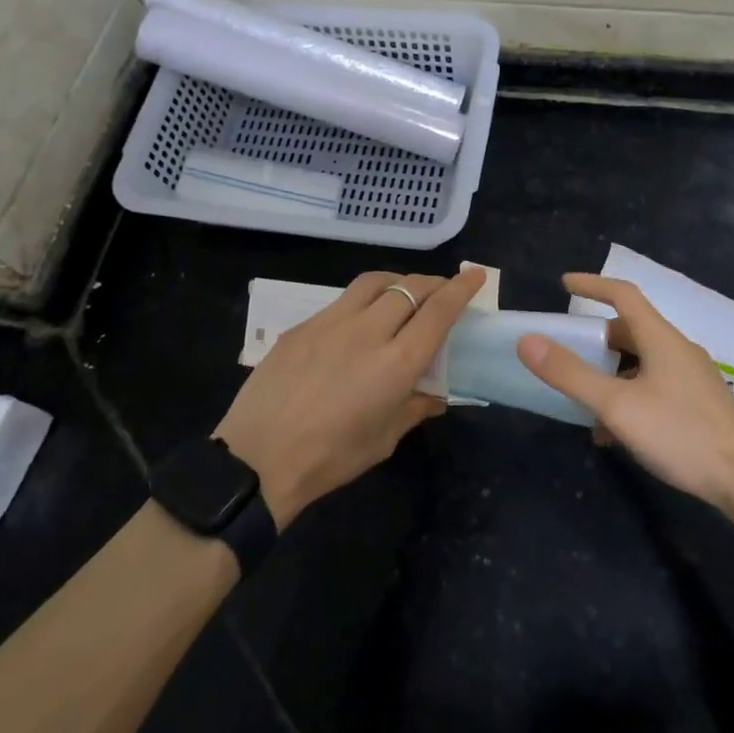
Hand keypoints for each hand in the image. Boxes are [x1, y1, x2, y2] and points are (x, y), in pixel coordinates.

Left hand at [215, 267, 486, 527]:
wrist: (258, 457)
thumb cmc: (330, 457)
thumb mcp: (383, 440)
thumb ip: (415, 408)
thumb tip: (437, 395)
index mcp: (396, 363)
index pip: (438, 312)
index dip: (460, 290)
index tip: (475, 275)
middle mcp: (367, 331)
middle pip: (409, 288)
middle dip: (433, 283)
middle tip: (443, 289)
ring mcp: (331, 322)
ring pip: (374, 282)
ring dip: (398, 281)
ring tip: (404, 293)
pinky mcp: (303, 325)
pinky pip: (342, 301)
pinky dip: (364, 300)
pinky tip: (360, 321)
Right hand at [516, 273, 733, 512]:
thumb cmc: (680, 434)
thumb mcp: (616, 405)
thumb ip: (570, 374)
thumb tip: (528, 342)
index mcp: (661, 339)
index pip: (624, 295)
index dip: (593, 284)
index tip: (564, 284)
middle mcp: (679, 351)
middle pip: (631, 330)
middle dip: (596, 337)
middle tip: (568, 349)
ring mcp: (693, 379)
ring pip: (642, 362)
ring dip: (610, 373)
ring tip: (584, 398)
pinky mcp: (700, 406)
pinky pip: (655, 387)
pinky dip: (629, 396)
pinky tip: (614, 432)